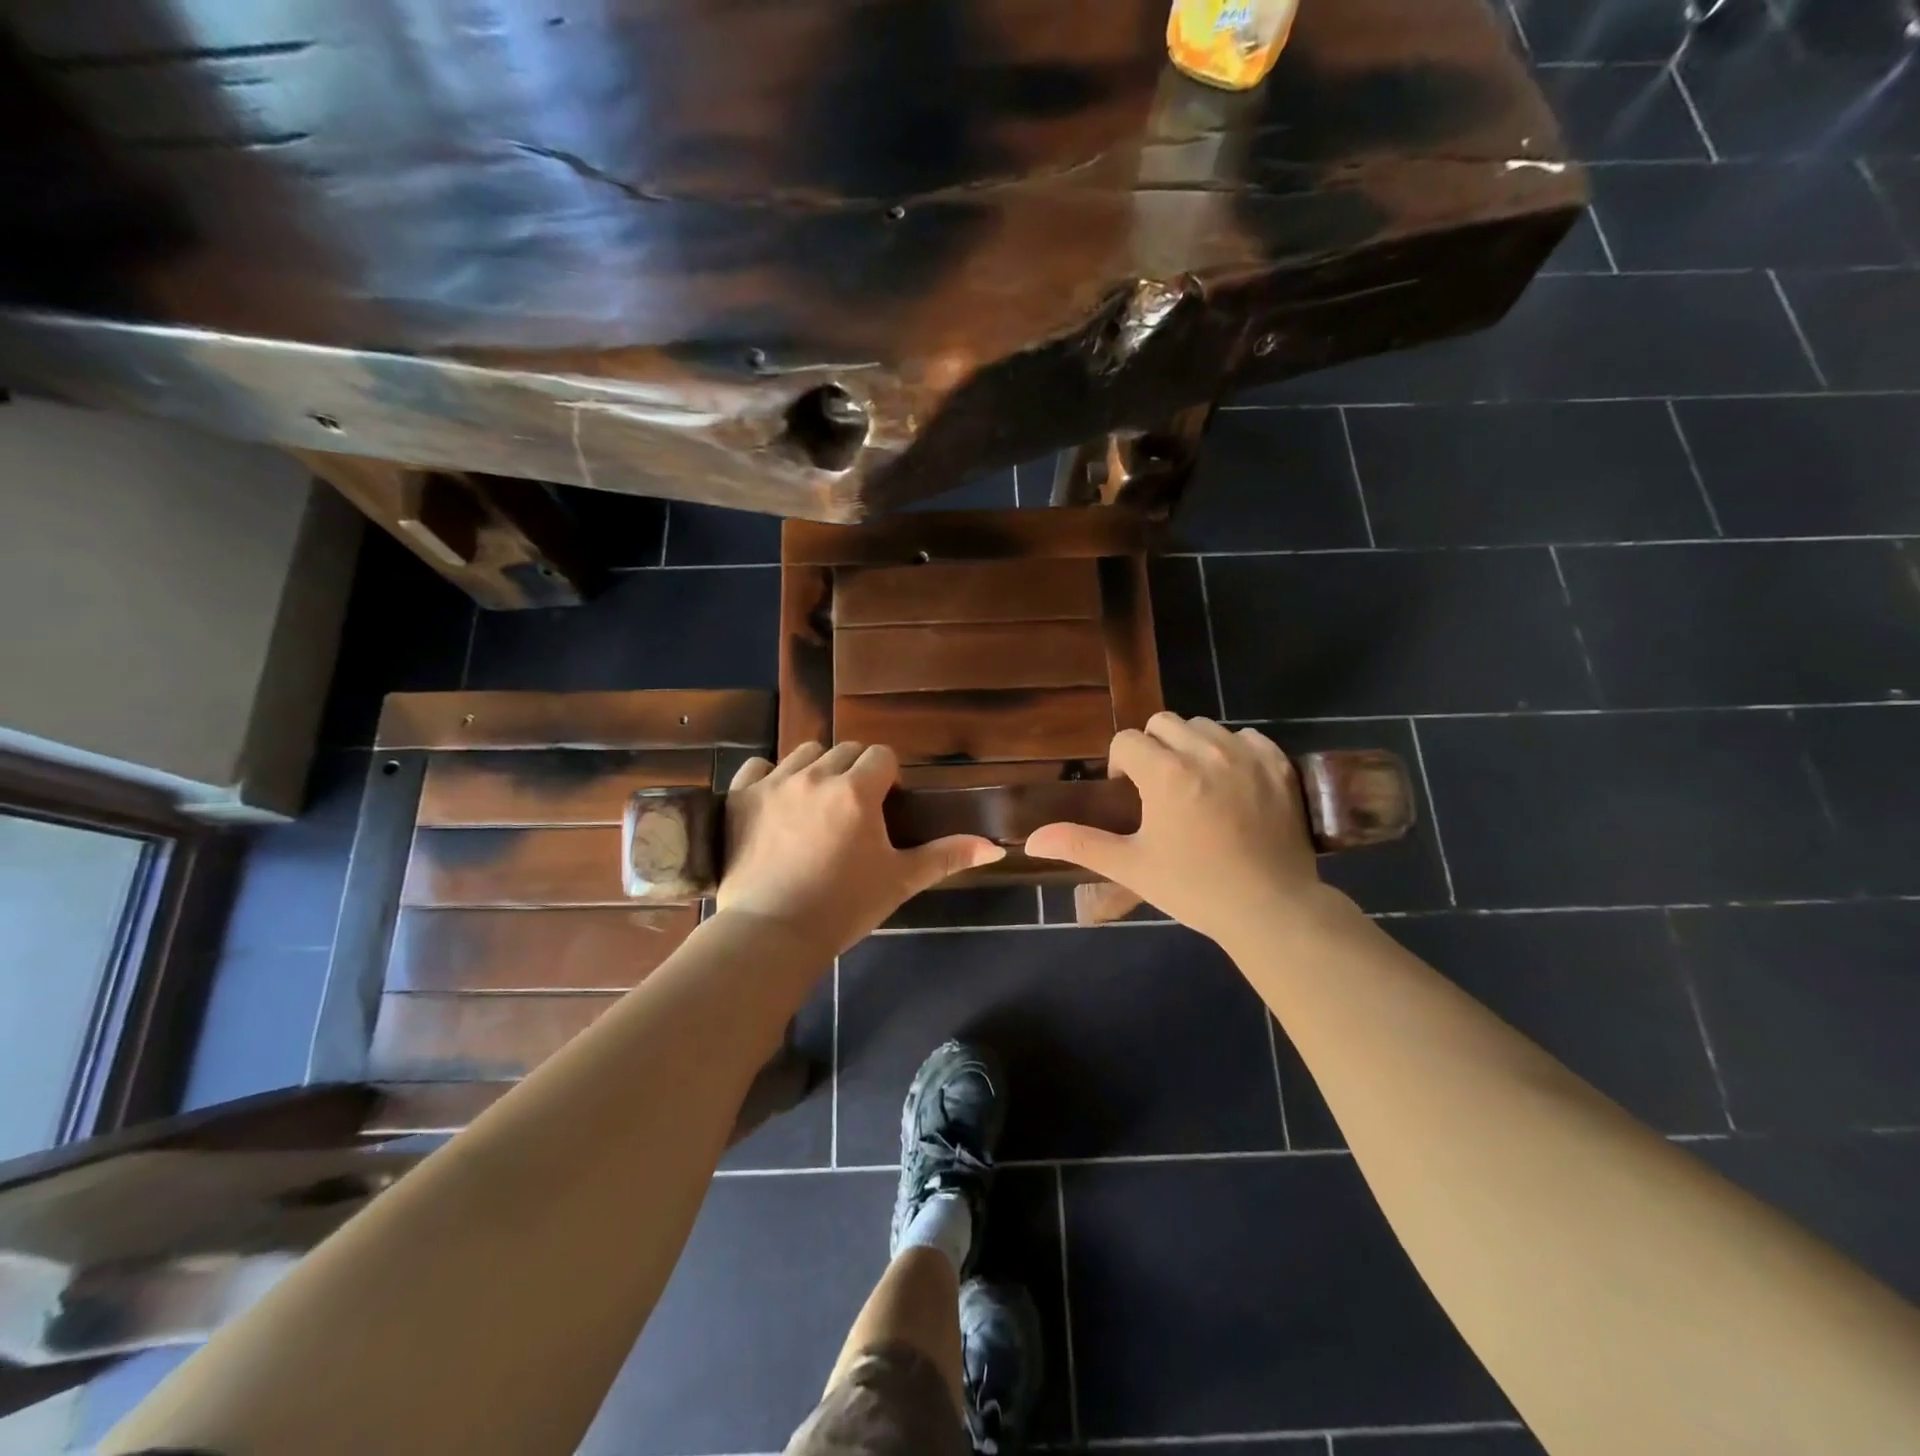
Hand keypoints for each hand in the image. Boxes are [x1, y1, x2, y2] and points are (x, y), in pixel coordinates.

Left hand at [717, 741, 1005, 953]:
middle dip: (854, 771)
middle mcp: (816, 775)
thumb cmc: (843, 908)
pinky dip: (769, 777)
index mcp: (857, 791)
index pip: (881, 755)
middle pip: (845, 750)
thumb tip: (995, 847)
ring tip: (815, 805)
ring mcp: (774, 782)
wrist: (772, 933)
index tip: (883, 805)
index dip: (887, 777)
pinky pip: (758, 765)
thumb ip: (947, 856)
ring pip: (805, 753)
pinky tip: (774, 803)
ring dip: (816, 770)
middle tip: (851, 811)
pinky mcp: (741, 796)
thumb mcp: (900, 880)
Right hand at [1024, 713, 1343, 947]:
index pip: (1128, 740)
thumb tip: (1031, 840)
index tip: (1129, 794)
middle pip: (1164, 723)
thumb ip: (1079, 844)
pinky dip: (1233, 750)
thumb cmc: (1194, 888)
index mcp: (1166, 773)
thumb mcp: (1132, 867)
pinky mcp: (1279, 765)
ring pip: (1205, 727)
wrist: (1271, 909)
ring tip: (1195, 785)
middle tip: (1159, 789)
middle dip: (1153, 748)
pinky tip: (1233, 784)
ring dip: (1191, 746)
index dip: (1121, 763)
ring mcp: (1247, 755)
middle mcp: (1206, 752)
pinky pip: (1246, 737)